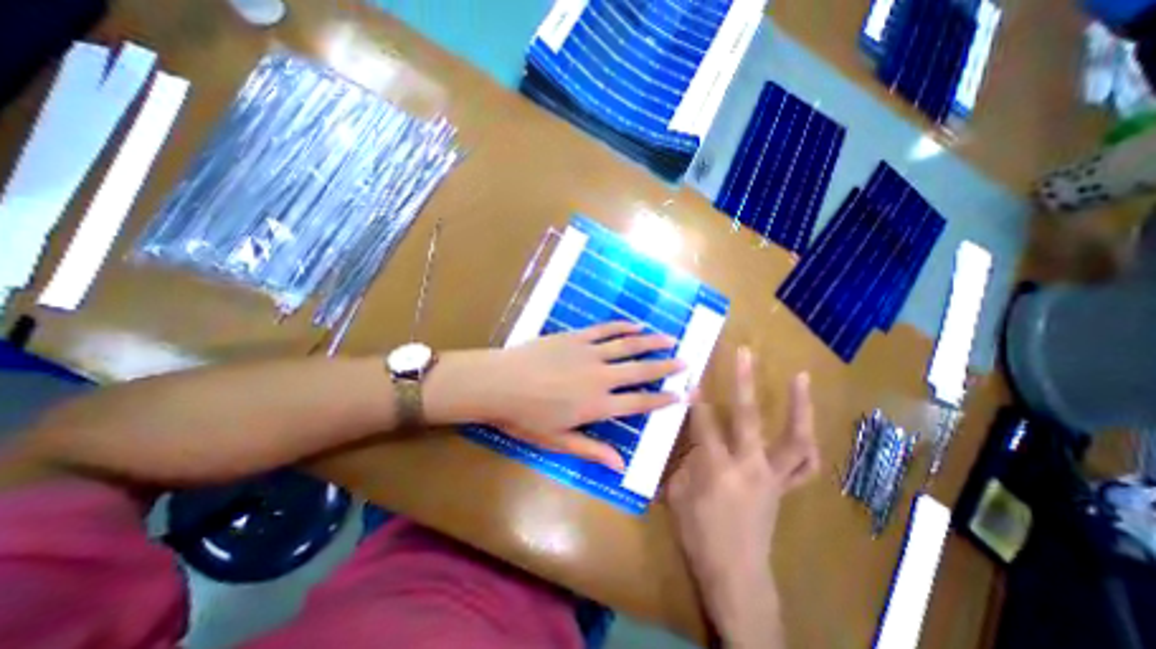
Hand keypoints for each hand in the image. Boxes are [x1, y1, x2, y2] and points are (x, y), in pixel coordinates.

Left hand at [430, 321, 685, 467]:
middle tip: (686, 362)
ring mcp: (589, 353)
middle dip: (665, 367)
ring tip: (670, 339)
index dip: (663, 399)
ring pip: (628, 345)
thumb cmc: (526, 417)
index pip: (639, 402)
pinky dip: (622, 327)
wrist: (499, 383)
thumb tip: (620, 464)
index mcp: (597, 405)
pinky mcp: (575, 337)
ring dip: (651, 342)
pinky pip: (604, 330)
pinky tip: (635, 325)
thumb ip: (591, 450)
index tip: (682, 395)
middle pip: (640, 370)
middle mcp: (600, 377)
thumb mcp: (558, 441)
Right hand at [665, 347, 815, 645]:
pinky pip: (804, 464)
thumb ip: (685, 459)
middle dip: (743, 381)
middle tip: (744, 352)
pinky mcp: (784, 487)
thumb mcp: (677, 492)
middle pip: (748, 416)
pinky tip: (805, 425)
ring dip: (798, 406)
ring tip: (800, 377)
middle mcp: (749, 465)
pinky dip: (807, 442)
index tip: (691, 374)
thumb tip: (692, 437)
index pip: (703, 421)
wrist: (735, 575)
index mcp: (716, 468)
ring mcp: (773, 476)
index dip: (695, 396)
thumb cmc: (698, 534)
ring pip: (793, 437)